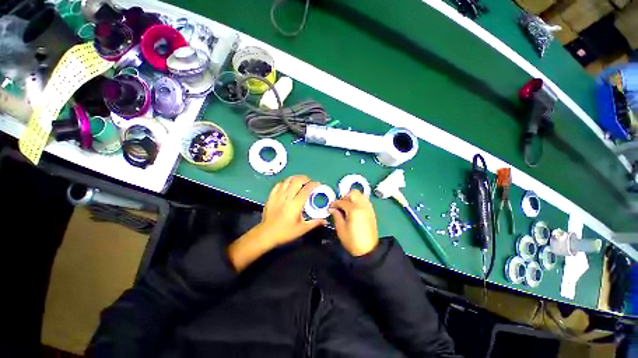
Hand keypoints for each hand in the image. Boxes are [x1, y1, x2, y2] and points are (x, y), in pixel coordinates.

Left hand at [258, 175, 325, 245]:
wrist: (266, 234)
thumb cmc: (285, 232)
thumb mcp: (302, 229)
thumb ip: (314, 223)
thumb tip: (325, 220)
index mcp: (295, 204)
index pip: (306, 190)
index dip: (313, 184)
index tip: (318, 184)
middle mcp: (287, 197)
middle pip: (297, 181)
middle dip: (305, 178)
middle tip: (309, 181)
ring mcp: (278, 195)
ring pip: (287, 181)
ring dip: (295, 178)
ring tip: (300, 181)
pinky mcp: (271, 196)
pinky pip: (279, 185)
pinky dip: (285, 182)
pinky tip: (288, 185)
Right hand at [330, 190, 378, 255]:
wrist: (368, 250)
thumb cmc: (352, 240)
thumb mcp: (341, 229)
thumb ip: (336, 216)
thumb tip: (332, 208)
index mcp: (354, 210)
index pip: (342, 201)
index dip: (335, 203)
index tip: (331, 207)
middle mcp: (362, 206)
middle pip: (354, 193)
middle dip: (345, 196)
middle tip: (340, 204)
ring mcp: (369, 208)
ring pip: (361, 195)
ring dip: (353, 198)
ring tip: (347, 206)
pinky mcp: (372, 212)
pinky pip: (365, 201)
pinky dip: (359, 201)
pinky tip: (354, 209)